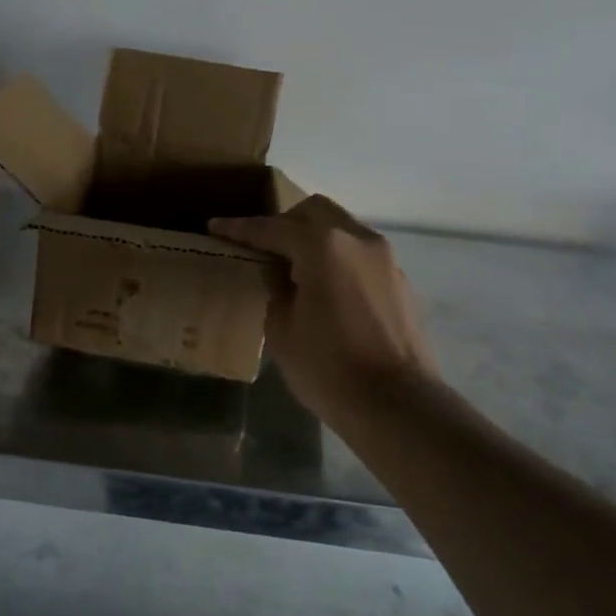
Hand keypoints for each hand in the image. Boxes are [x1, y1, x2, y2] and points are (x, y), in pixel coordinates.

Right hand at [211, 196, 439, 424]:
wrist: (395, 403)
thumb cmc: (327, 368)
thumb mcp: (282, 329)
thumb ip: (274, 288)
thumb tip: (276, 271)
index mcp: (323, 247)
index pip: (272, 229)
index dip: (240, 228)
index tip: (215, 226)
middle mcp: (358, 240)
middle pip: (314, 212)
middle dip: (284, 222)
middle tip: (261, 246)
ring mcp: (385, 258)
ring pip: (342, 229)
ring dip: (314, 239)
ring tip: (293, 268)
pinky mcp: (399, 280)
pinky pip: (360, 255)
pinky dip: (338, 258)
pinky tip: (325, 288)